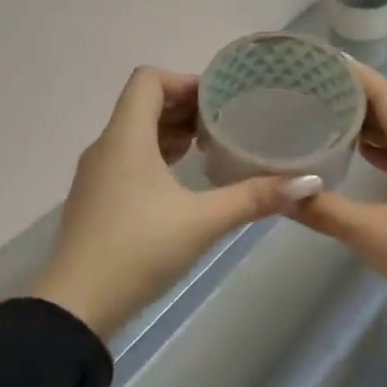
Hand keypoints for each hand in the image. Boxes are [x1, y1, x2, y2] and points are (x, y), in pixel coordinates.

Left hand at [31, 67, 320, 341]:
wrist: (77, 306)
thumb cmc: (139, 249)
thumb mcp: (203, 221)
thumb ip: (254, 198)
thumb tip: (309, 183)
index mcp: (126, 137)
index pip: (148, 80)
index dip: (184, 81)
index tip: (219, 100)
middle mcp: (106, 147)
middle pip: (143, 105)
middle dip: (184, 107)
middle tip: (224, 124)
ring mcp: (96, 175)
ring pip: (134, 134)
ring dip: (170, 133)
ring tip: (208, 149)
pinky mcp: (96, 200)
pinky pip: (127, 160)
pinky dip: (156, 158)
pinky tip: (182, 183)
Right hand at [291, 63, 386, 386]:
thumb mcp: (374, 236)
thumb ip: (325, 211)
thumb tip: (280, 194)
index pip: (386, 95)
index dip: (353, 76)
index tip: (318, 62)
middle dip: (357, 101)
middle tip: (313, 92)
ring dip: (372, 128)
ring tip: (330, 119)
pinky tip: (364, 158)